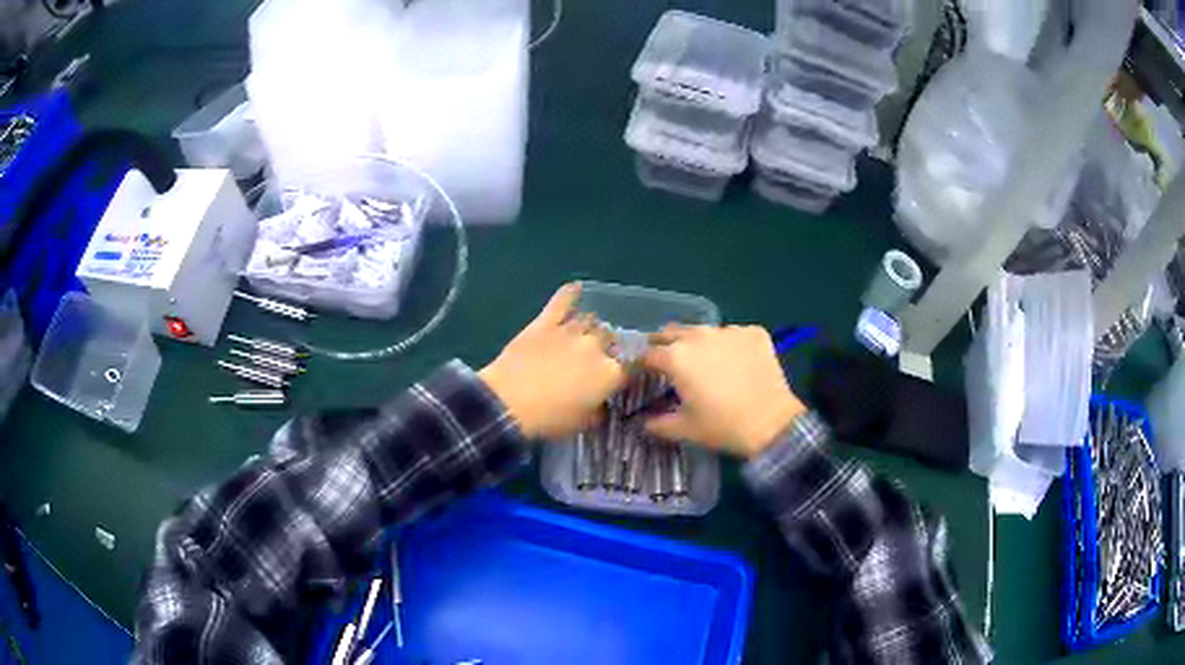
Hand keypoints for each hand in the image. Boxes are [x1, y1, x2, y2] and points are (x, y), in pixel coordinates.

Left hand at [480, 283, 626, 439]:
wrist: (508, 403)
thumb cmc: (549, 419)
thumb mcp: (582, 424)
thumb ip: (599, 411)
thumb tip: (603, 405)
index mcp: (610, 373)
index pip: (632, 365)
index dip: (631, 367)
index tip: (625, 373)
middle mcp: (596, 347)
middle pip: (611, 337)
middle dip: (608, 345)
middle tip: (597, 356)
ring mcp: (571, 331)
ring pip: (591, 320)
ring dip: (591, 326)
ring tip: (585, 333)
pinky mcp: (546, 322)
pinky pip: (562, 301)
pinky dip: (570, 294)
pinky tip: (576, 288)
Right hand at [641, 325, 805, 458]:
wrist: (772, 423)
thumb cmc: (722, 426)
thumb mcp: (684, 429)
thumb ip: (657, 423)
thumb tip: (644, 421)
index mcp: (676, 357)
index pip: (648, 354)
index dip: (641, 364)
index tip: (641, 373)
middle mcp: (699, 336)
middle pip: (673, 333)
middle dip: (666, 345)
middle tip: (669, 364)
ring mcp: (729, 331)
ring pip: (705, 332)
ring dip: (699, 344)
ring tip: (706, 362)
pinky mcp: (754, 333)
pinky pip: (734, 335)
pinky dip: (730, 345)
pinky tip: (736, 363)